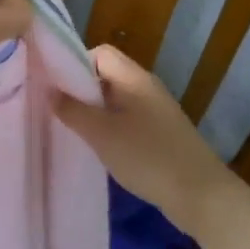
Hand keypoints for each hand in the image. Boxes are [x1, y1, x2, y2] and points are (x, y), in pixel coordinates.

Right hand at [54, 44, 236, 232]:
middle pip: (107, 75)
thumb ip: (73, 110)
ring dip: (95, 111)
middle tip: (59, 111)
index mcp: (135, 78)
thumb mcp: (102, 134)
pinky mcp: (162, 133)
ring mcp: (157, 111)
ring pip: (117, 99)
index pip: (100, 53)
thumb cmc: (148, 157)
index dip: (75, 64)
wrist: (200, 195)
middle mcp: (147, 87)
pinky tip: (102, 148)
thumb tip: (49, 90)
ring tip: (75, 131)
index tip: (55, 88)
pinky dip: (112, 127)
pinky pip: (129, 119)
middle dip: (82, 90)